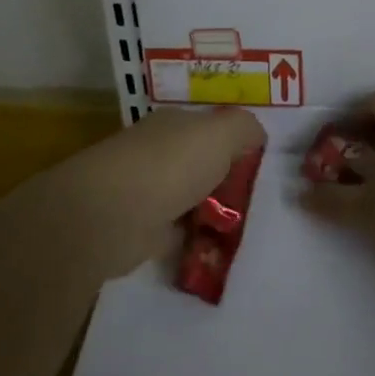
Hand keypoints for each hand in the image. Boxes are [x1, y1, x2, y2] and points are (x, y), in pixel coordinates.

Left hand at [53, 105, 267, 280]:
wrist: (111, 215)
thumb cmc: (170, 165)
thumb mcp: (220, 133)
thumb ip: (244, 128)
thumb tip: (256, 136)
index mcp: (174, 125)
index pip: (210, 129)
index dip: (236, 144)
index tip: (263, 166)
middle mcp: (158, 153)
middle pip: (201, 164)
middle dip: (226, 181)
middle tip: (260, 202)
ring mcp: (147, 191)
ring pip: (191, 198)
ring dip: (212, 213)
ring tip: (246, 229)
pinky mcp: (141, 230)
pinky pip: (178, 232)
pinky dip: (194, 241)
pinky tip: (217, 250)